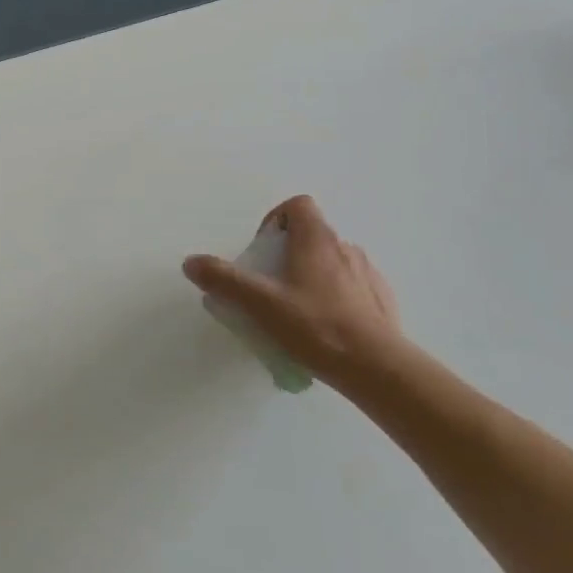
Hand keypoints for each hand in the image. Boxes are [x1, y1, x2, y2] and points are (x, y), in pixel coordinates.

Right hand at [183, 195, 407, 399]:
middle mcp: (345, 247)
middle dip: (289, 254)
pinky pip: (354, 287)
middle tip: (272, 288)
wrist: (377, 367)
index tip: (263, 251)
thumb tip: (190, 262)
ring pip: (333, 262)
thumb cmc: (315, 326)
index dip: (276, 220)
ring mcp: (368, 273)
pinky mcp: (382, 300)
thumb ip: (224, 280)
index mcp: (316, 239)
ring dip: (314, 276)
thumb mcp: (260, 304)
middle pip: (312, 235)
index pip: (298, 205)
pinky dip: (337, 298)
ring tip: (299, 312)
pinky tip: (327, 328)